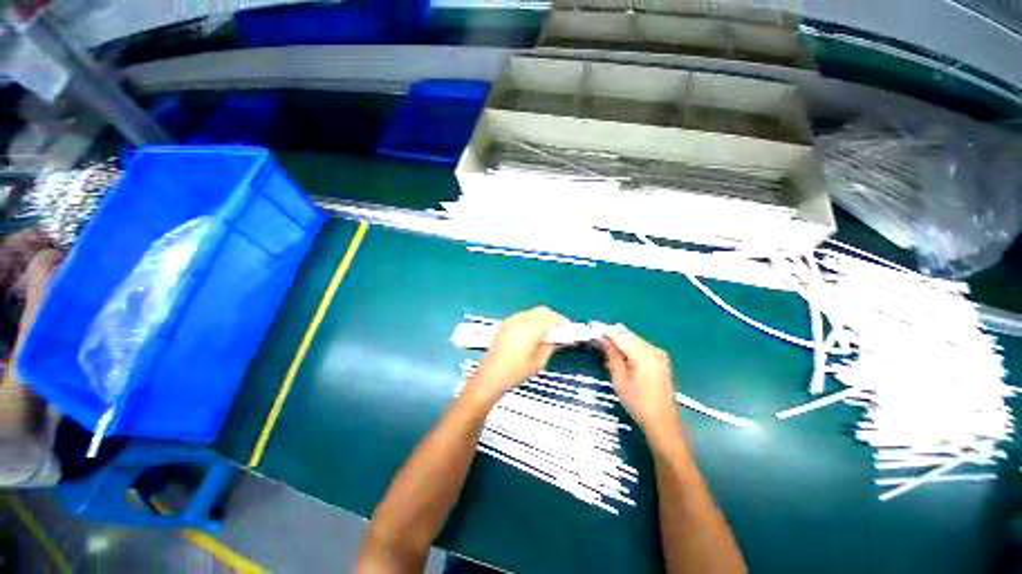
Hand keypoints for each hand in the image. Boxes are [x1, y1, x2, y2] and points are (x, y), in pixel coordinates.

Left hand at [469, 307, 567, 401]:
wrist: (490, 376)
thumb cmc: (516, 371)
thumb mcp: (539, 361)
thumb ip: (552, 346)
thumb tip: (562, 339)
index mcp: (531, 328)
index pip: (552, 318)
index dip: (563, 323)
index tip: (570, 331)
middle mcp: (521, 319)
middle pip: (543, 311)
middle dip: (554, 318)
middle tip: (560, 332)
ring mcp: (512, 320)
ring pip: (533, 312)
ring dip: (543, 318)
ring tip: (547, 333)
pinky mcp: (506, 324)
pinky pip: (523, 316)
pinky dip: (532, 320)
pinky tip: (533, 333)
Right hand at [600, 326, 681, 440]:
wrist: (662, 422)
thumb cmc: (638, 402)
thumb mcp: (619, 378)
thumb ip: (611, 355)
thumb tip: (602, 339)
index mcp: (643, 353)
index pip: (619, 335)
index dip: (604, 331)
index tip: (591, 330)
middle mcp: (652, 349)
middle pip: (627, 336)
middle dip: (611, 336)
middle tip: (596, 340)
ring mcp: (658, 354)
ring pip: (634, 341)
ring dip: (619, 342)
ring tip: (606, 350)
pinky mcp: (660, 361)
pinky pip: (640, 348)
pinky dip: (628, 349)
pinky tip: (620, 357)